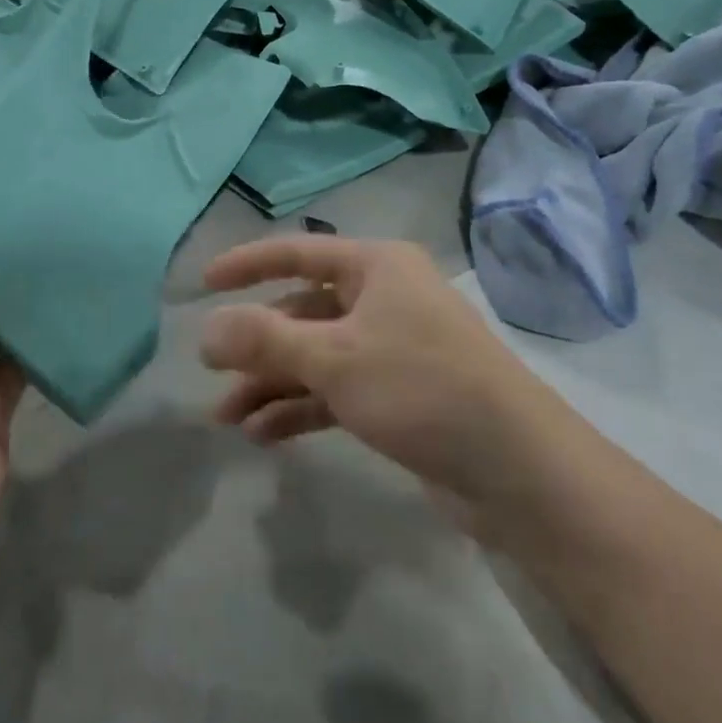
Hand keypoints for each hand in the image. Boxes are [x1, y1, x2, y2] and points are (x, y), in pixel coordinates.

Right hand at [201, 237, 528, 501]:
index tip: (203, 283)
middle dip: (256, 345)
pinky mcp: (398, 395)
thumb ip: (264, 340)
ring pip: (316, 355)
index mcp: (376, 267)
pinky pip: (335, 390)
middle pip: (302, 311)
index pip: (297, 252)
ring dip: (272, 383)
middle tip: (210, 373)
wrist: (519, 470)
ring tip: (227, 418)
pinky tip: (264, 435)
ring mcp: (392, 348)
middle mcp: (384, 298)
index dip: (247, 264)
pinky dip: (300, 407)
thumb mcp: (333, 358)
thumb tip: (203, 329)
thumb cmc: (422, 387)